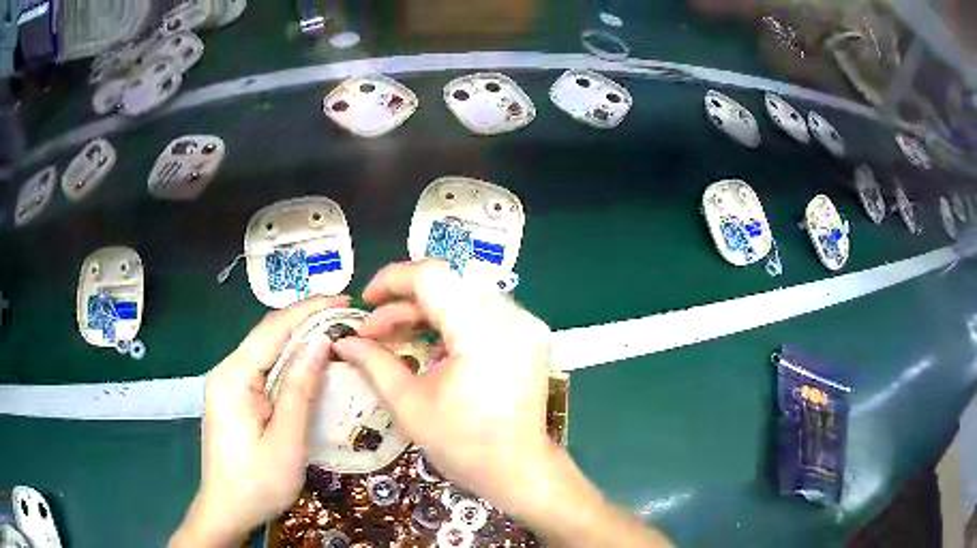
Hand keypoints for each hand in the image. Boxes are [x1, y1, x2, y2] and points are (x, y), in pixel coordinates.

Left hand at [170, 295, 349, 547]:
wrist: (227, 510)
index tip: (344, 300)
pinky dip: (289, 359)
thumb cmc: (257, 483)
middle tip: (345, 317)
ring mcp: (227, 383)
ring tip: (334, 332)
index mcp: (233, 378)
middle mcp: (226, 371)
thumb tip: (321, 342)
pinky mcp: (233, 396)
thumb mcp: (286, 442)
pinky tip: (308, 362)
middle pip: (267, 334)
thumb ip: (300, 390)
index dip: (309, 310)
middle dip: (305, 320)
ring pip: (265, 349)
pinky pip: (263, 367)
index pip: (272, 329)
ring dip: (298, 338)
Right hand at [332, 260, 553, 514]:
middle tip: (376, 330)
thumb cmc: (463, 445)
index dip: (393, 280)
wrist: (519, 470)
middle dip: (405, 301)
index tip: (366, 301)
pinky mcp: (530, 335)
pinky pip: (484, 311)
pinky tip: (433, 349)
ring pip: (466, 294)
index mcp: (482, 333)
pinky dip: (453, 321)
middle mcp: (512, 317)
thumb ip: (375, 363)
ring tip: (399, 338)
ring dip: (428, 310)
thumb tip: (344, 341)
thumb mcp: (410, 405)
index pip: (433, 276)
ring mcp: (526, 325)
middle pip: (449, 283)